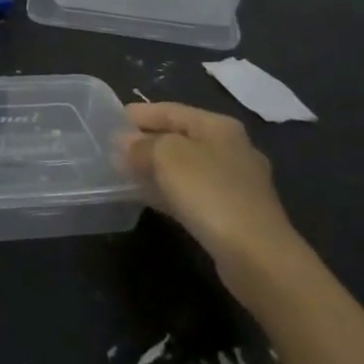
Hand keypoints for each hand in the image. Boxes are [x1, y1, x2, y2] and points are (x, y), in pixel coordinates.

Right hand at [120, 102, 307, 296]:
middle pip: (179, 137)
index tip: (108, 122)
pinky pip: (191, 192)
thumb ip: (141, 144)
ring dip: (154, 168)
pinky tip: (147, 198)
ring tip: (123, 174)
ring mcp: (234, 182)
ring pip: (184, 167)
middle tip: (112, 150)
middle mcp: (230, 148)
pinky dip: (168, 191)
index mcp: (218, 126)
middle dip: (145, 142)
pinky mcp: (232, 212)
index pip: (170, 110)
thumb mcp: (166, 156)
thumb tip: (125, 142)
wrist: (255, 254)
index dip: (138, 114)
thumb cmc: (209, 192)